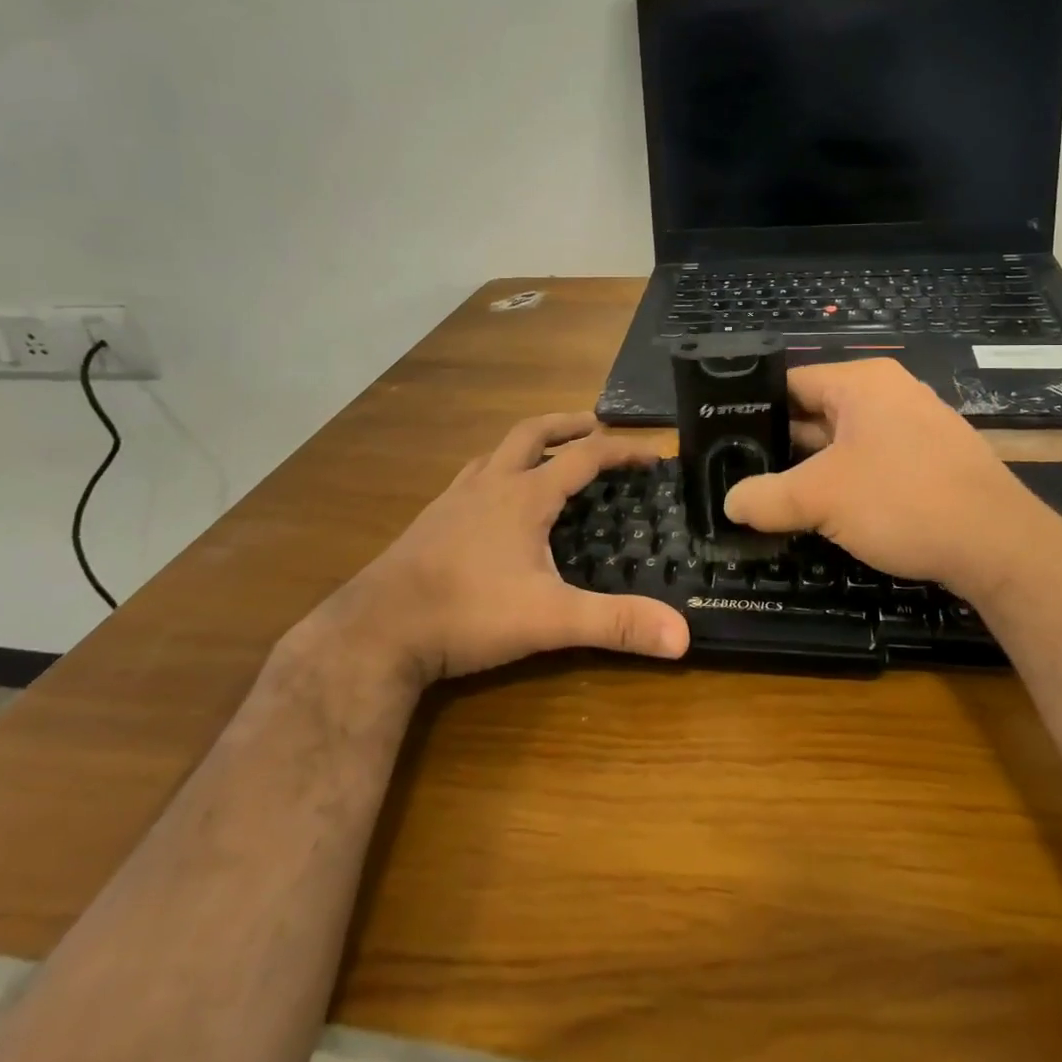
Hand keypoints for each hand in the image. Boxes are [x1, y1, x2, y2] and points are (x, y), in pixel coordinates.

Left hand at [317, 413, 690, 687]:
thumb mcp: (550, 620)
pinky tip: (494, 498)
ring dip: (529, 443)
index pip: (584, 457)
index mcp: (525, 495)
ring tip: (548, 454)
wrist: (377, 630)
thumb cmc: (468, 613)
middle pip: (533, 433)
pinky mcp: (432, 519)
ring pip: (497, 451)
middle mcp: (491, 484)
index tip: (652, 451)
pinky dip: (496, 470)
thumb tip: (683, 636)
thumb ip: (616, 623)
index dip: (622, 449)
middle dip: (568, 424)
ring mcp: (455, 498)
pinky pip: (472, 477)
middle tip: (596, 425)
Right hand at [724, 359, 1053, 592]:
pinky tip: (825, 510)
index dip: (753, 408)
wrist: (1000, 545)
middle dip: (780, 443)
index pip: (790, 381)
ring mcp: (915, 426)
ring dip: (812, 467)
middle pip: (816, 411)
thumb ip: (767, 497)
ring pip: (844, 440)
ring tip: (772, 494)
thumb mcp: (821, 498)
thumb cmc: (903, 500)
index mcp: (861, 382)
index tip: (724, 438)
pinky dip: (846, 480)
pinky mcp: (931, 459)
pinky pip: (873, 460)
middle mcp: (889, 393)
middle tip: (740, 471)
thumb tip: (730, 503)